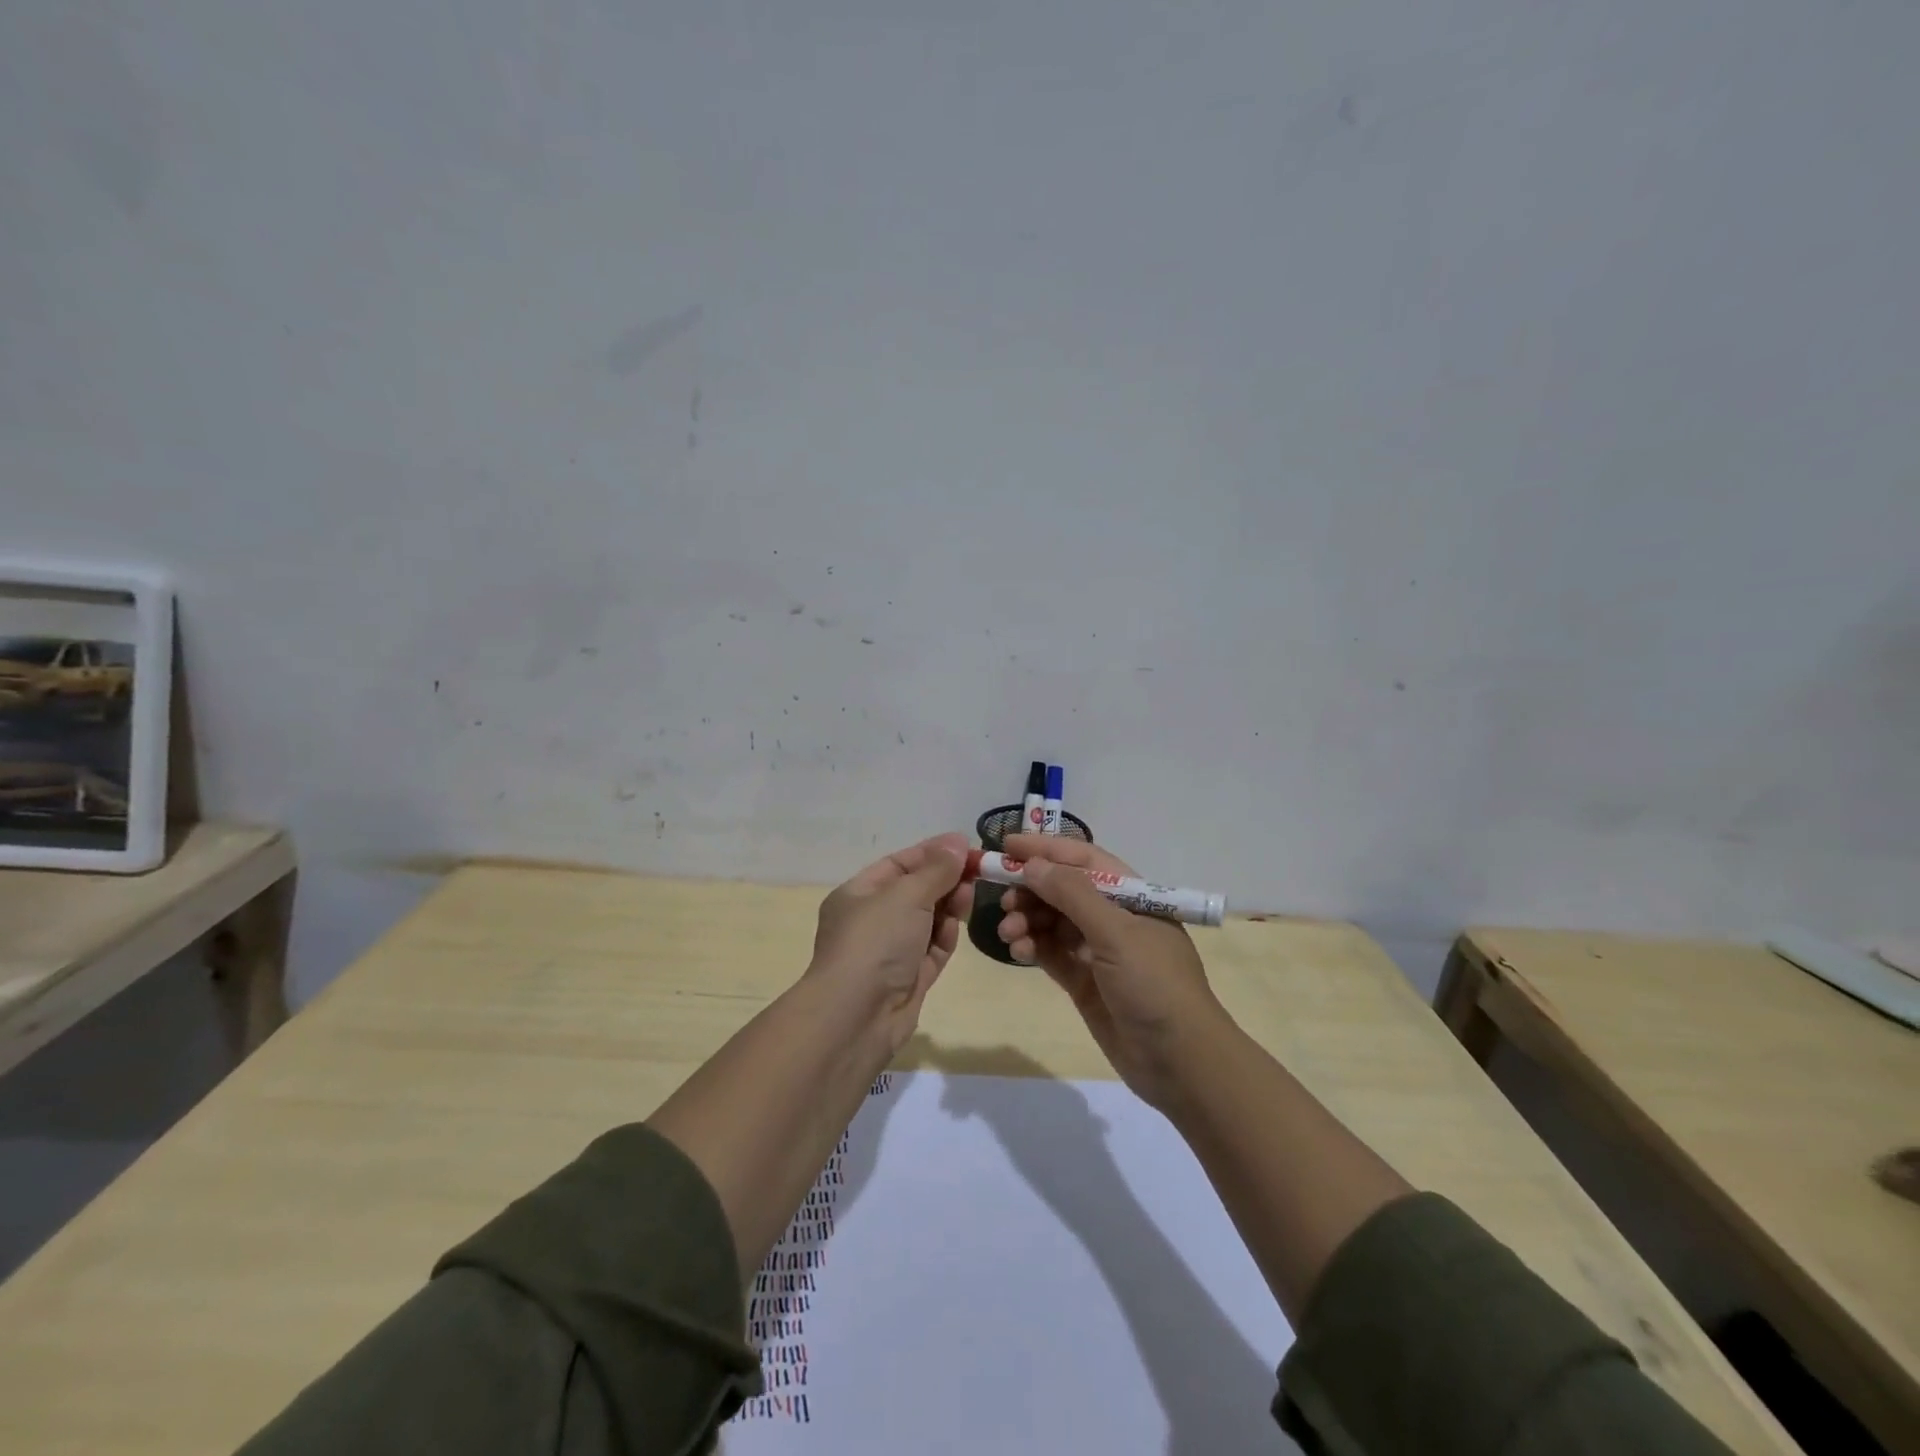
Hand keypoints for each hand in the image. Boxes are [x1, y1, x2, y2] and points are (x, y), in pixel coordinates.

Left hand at [807, 832, 973, 1046]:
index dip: (932, 852)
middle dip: (945, 879)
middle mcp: (872, 921)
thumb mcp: (906, 895)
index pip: (899, 864)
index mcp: (858, 894)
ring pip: (927, 920)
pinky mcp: (908, 979)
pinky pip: (932, 949)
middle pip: (915, 891)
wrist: (856, 1017)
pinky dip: (945, 936)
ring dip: (949, 906)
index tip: (965, 845)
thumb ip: (936, 869)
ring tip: (969, 895)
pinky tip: (958, 925)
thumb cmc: (875, 942)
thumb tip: (957, 842)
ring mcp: (890, 952)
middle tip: (977, 871)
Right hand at [996, 833, 1231, 1110]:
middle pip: (1064, 890)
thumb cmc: (1154, 984)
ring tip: (1008, 932)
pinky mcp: (1085, 981)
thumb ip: (1072, 894)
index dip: (1046, 849)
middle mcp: (1115, 917)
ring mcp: (1099, 951)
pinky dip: (1033, 947)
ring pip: (1053, 921)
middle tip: (1003, 898)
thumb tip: (1032, 864)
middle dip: (1031, 889)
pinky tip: (1019, 951)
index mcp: (1132, 895)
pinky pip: (1052, 953)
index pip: (1083, 860)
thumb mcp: (1116, 933)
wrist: (1180, 1063)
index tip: (1006, 845)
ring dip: (1028, 920)